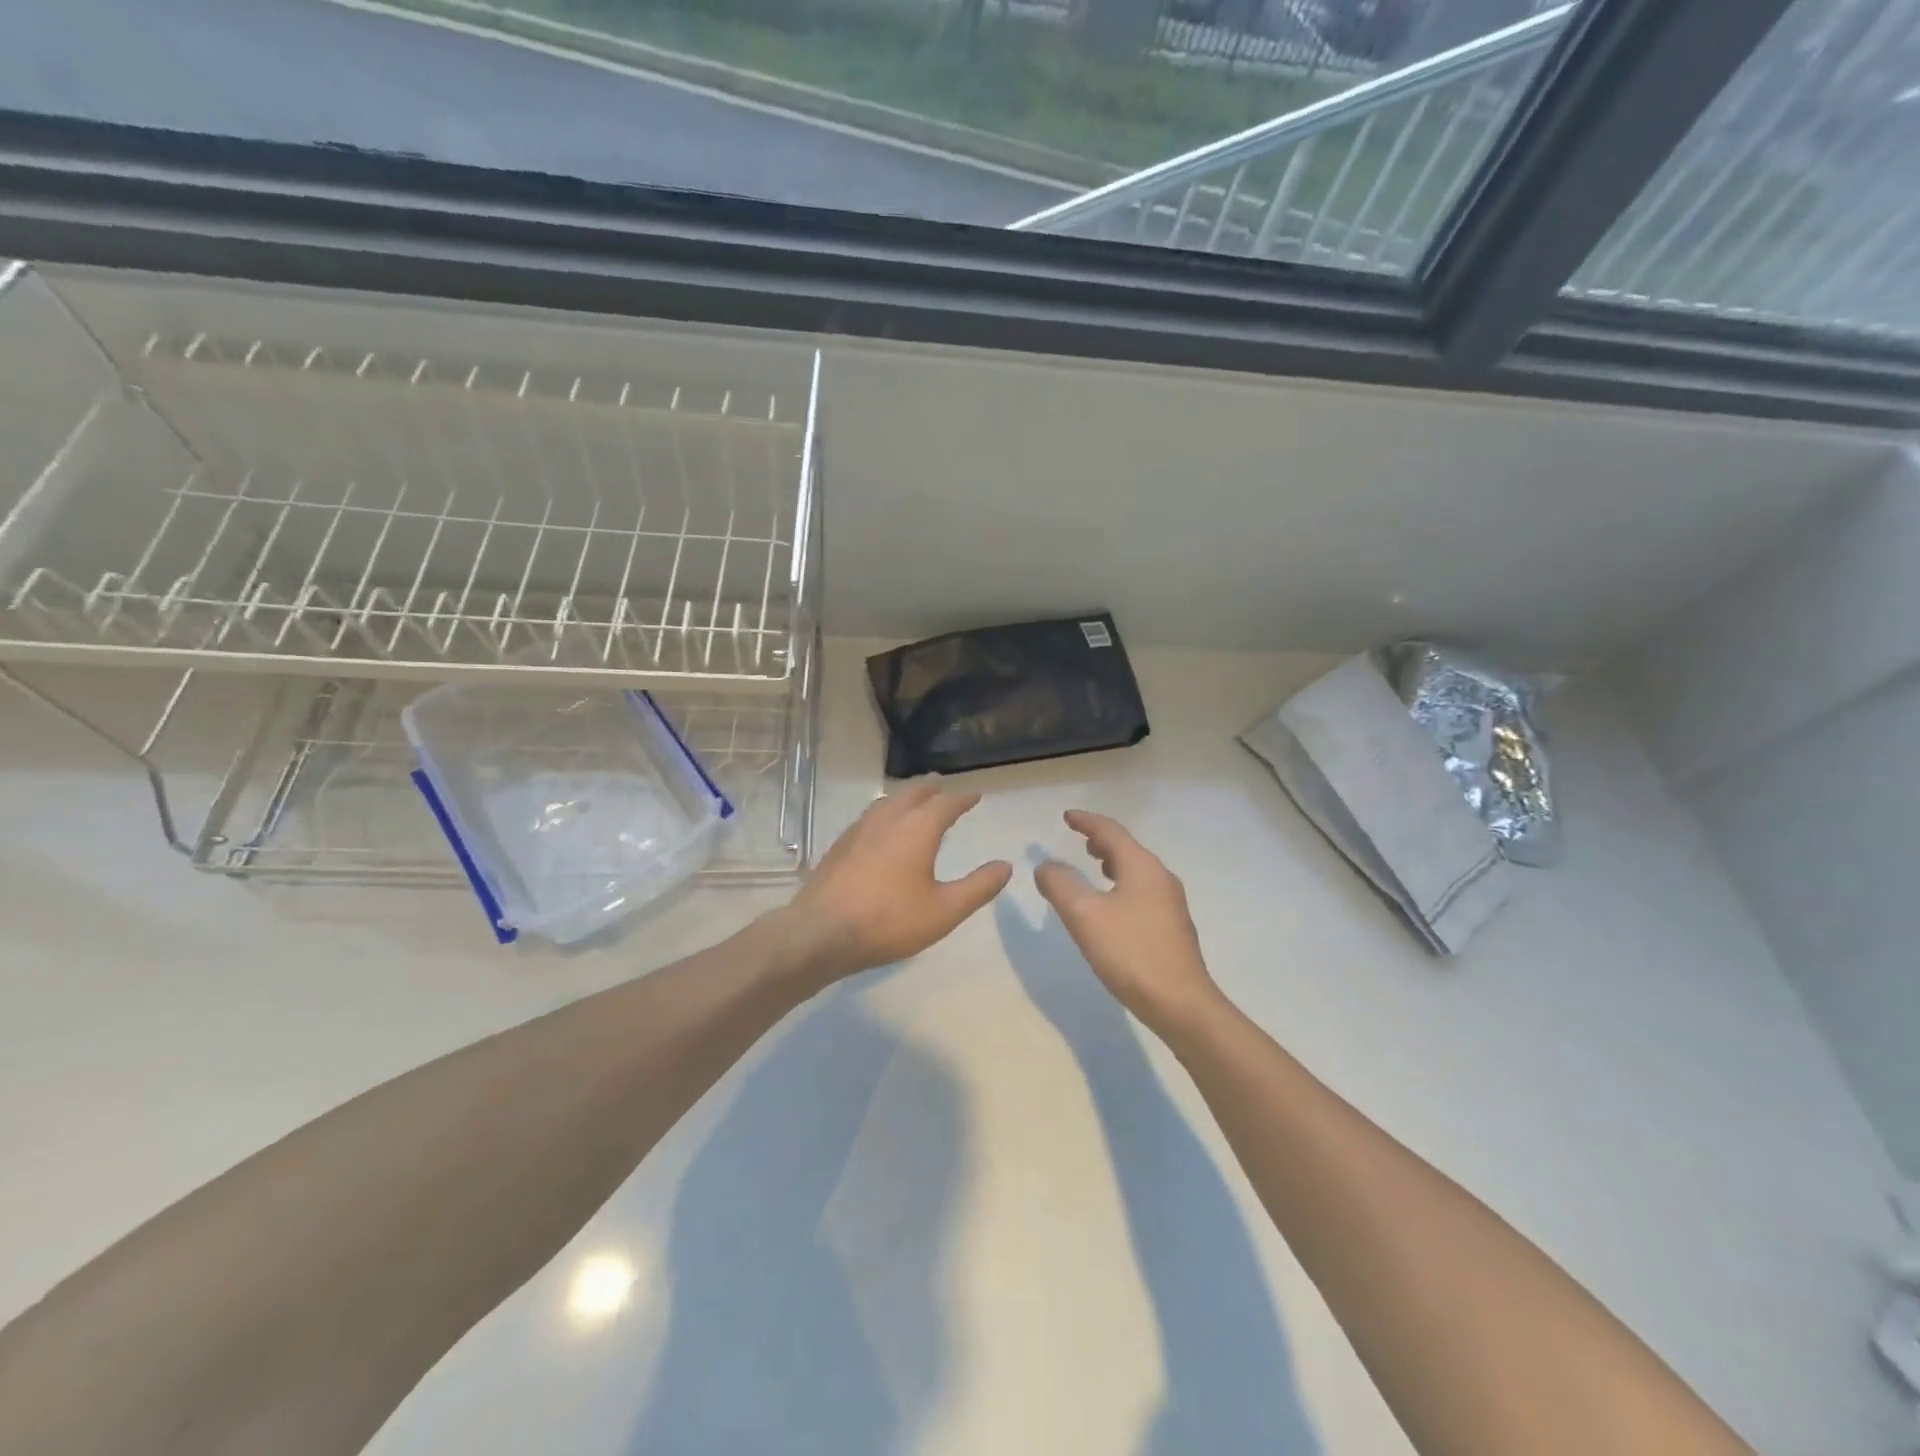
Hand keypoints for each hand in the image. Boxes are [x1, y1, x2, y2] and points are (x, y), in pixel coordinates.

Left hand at [780, 779, 1011, 985]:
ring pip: (886, 803)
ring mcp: (859, 831)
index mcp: (916, 830)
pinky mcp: (839, 847)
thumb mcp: (944, 911)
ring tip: (912, 802)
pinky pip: (868, 818)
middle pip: (911, 794)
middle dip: (929, 789)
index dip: (962, 800)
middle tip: (941, 786)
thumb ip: (978, 887)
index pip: (945, 804)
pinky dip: (883, 814)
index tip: (975, 796)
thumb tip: (1006, 865)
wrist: (821, 933)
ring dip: (904, 798)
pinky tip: (879, 830)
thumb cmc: (889, 921)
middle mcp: (887, 821)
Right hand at [1035, 810, 1223, 1036]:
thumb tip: (1047, 865)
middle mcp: (1161, 878)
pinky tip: (1112, 906)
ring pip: (1137, 871)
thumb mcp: (1084, 915)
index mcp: (1142, 867)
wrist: (1181, 1005)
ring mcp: (1171, 904)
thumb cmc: (1131, 953)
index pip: (1111, 832)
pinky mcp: (1172, 928)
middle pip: (1128, 848)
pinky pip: (1142, 891)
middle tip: (1080, 839)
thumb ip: (1060, 884)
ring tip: (1095, 866)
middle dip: (1102, 841)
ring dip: (1114, 862)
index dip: (1086, 821)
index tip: (1067, 816)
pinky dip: (1122, 884)